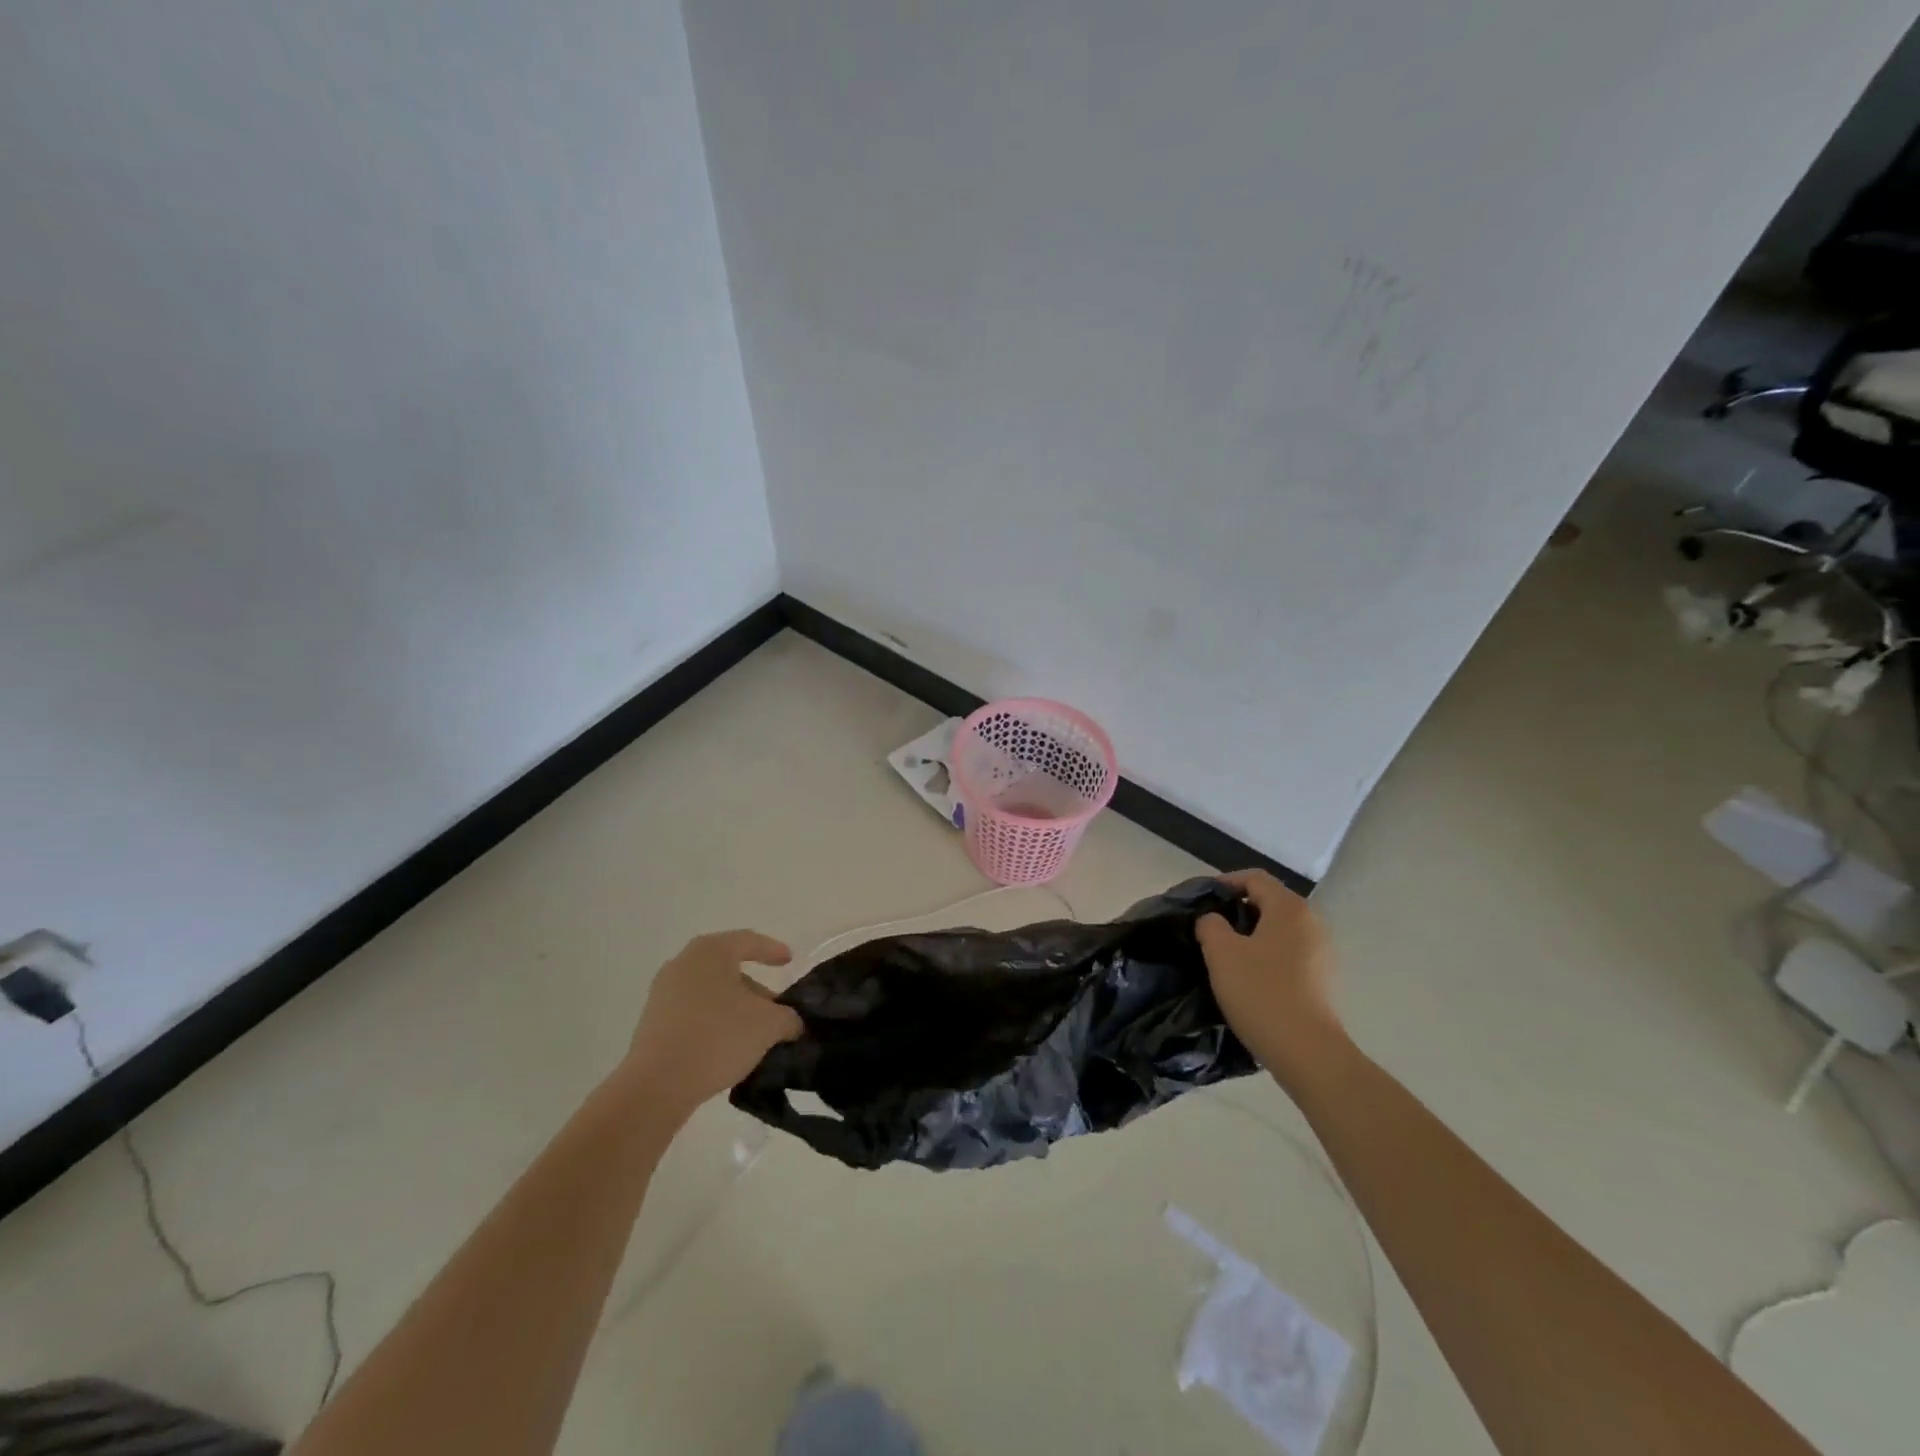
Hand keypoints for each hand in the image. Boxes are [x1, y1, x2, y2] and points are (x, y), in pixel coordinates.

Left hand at [622, 931, 802, 1117]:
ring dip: (735, 1009)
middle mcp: (683, 964)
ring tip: (755, 1034)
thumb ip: (788, 1018)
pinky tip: (727, 1047)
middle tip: (776, 1011)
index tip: (789, 962)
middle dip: (755, 989)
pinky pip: (693, 1014)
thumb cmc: (718, 1037)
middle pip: (728, 969)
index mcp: (711, 951)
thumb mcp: (769, 1025)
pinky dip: (713, 1023)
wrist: (657, 1085)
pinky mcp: (652, 1023)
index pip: (748, 941)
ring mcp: (663, 994)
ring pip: (710, 993)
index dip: (772, 950)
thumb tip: (791, 1023)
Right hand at [1197, 869, 1344, 1084]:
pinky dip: (1267, 954)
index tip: (1201, 900)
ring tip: (1225, 953)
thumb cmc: (1260, 992)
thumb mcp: (1221, 953)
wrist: (1306, 1052)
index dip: (1224, 883)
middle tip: (1209, 927)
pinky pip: (1289, 952)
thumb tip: (1213, 920)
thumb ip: (1210, 925)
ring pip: (1279, 929)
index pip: (1254, 878)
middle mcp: (1312, 922)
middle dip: (1237, 909)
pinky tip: (1249, 976)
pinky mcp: (1323, 978)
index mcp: (1289, 908)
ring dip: (1252, 934)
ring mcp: (1322, 951)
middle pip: (1269, 901)